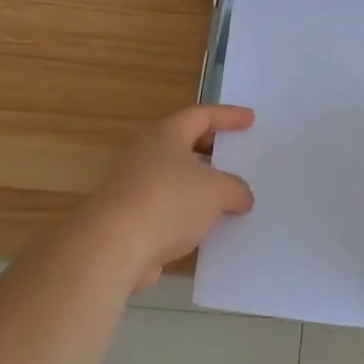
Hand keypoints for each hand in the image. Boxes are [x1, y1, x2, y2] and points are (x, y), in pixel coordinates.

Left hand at [72, 105, 255, 291]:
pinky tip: (206, 227)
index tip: (250, 119)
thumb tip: (241, 196)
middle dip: (211, 149)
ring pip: (175, 178)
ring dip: (200, 185)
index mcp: (166, 135)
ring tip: (227, 195)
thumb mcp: (217, 191)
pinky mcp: (130, 218)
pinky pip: (167, 207)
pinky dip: (188, 212)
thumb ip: (235, 189)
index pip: (201, 115)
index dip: (228, 116)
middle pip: (184, 144)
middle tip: (235, 153)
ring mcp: (134, 187)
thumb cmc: (169, 202)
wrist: (113, 248)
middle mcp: (146, 154)